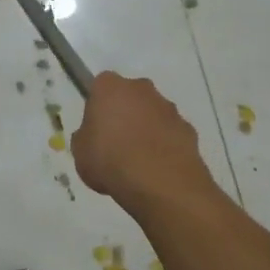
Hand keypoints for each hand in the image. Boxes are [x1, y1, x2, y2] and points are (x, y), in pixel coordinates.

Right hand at [72, 72, 214, 209]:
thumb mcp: (80, 152)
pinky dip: (165, 144)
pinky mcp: (188, 129)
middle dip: (125, 112)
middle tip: (116, 142)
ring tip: (139, 161)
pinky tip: (158, 168)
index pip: (100, 86)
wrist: (160, 183)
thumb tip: (95, 136)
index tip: (96, 127)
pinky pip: (171, 133)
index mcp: (110, 87)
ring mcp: (169, 108)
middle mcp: (141, 88)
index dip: (97, 106)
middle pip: (130, 95)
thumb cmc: (110, 161)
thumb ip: (86, 137)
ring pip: (153, 113)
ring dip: (147, 128)